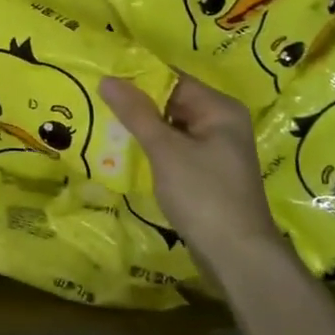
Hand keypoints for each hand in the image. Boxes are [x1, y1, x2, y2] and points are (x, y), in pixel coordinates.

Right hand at [101, 74, 289, 276]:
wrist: (236, 255)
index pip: (174, 80)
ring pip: (173, 128)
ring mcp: (217, 150)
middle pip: (173, 102)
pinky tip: (127, 153)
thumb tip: (107, 79)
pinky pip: (176, 150)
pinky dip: (154, 150)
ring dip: (144, 129)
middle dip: (138, 105)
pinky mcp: (208, 174)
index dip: (139, 79)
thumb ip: (136, 113)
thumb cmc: (203, 194)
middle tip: (98, 104)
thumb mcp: (165, 150)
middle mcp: (222, 123)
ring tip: (104, 124)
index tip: (104, 80)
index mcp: (220, 109)